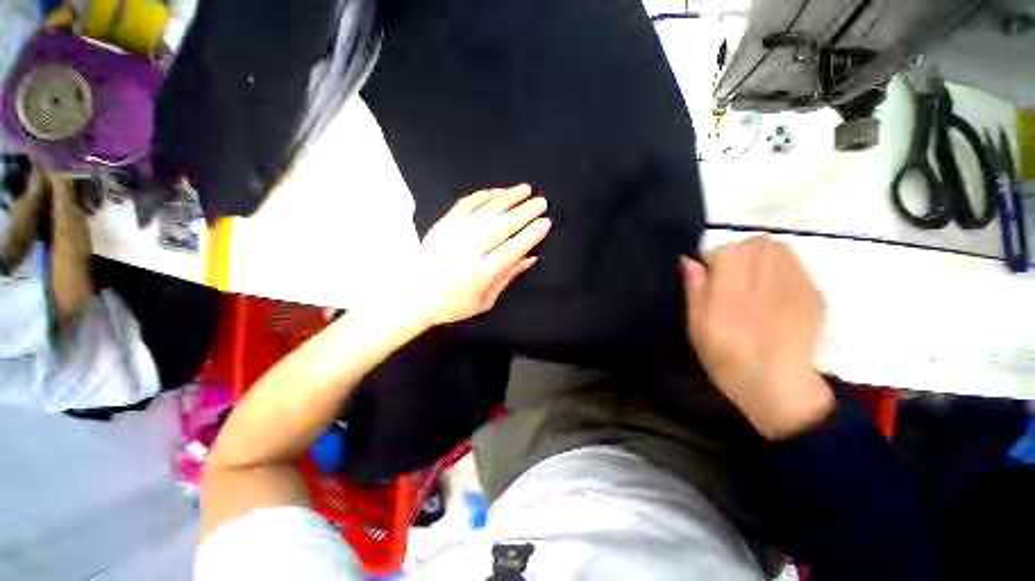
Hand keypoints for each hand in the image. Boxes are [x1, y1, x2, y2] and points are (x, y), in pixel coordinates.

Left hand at [406, 184, 550, 328]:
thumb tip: (531, 257)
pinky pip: (465, 204)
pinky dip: (484, 196)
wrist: (414, 297)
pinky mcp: (442, 225)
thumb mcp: (485, 301)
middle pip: (501, 226)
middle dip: (525, 212)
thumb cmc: (453, 304)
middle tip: (542, 202)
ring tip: (525, 189)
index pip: (512, 249)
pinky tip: (498, 192)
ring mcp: (453, 235)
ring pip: (485, 210)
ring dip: (507, 198)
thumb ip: (508, 277)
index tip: (545, 222)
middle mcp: (468, 251)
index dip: (531, 234)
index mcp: (480, 274)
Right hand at [681, 237, 832, 439]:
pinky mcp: (814, 295)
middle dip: (736, 252)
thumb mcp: (697, 332)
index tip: (710, 271)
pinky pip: (795, 260)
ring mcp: (794, 292)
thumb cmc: (728, 363)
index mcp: (731, 303)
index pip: (727, 254)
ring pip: (776, 248)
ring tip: (751, 274)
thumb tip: (689, 260)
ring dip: (758, 254)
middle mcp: (764, 292)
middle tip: (730, 272)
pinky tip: (771, 282)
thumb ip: (694, 293)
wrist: (781, 390)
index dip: (715, 256)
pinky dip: (778, 262)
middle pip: (753, 245)